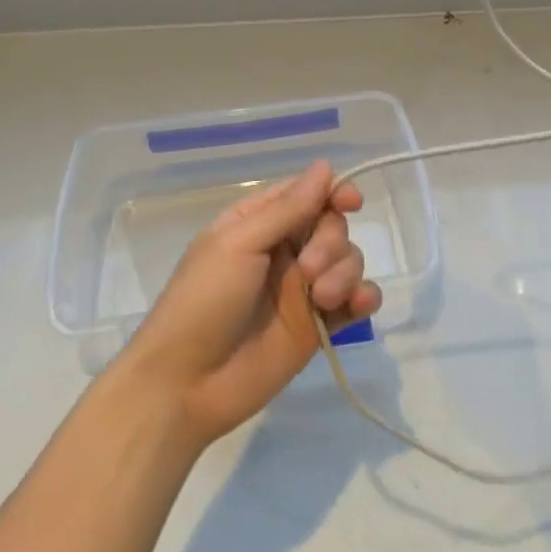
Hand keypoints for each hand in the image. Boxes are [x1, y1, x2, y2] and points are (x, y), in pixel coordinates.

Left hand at [118, 160, 381, 449]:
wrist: (185, 385)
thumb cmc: (202, 301)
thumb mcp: (238, 244)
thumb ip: (287, 209)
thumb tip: (325, 166)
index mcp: (259, 223)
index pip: (307, 194)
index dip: (334, 192)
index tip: (351, 202)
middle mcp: (284, 250)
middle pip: (332, 226)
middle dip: (330, 242)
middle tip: (308, 270)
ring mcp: (303, 289)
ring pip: (348, 260)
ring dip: (345, 273)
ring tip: (322, 299)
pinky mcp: (317, 326)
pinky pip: (355, 300)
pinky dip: (364, 297)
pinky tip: (359, 304)